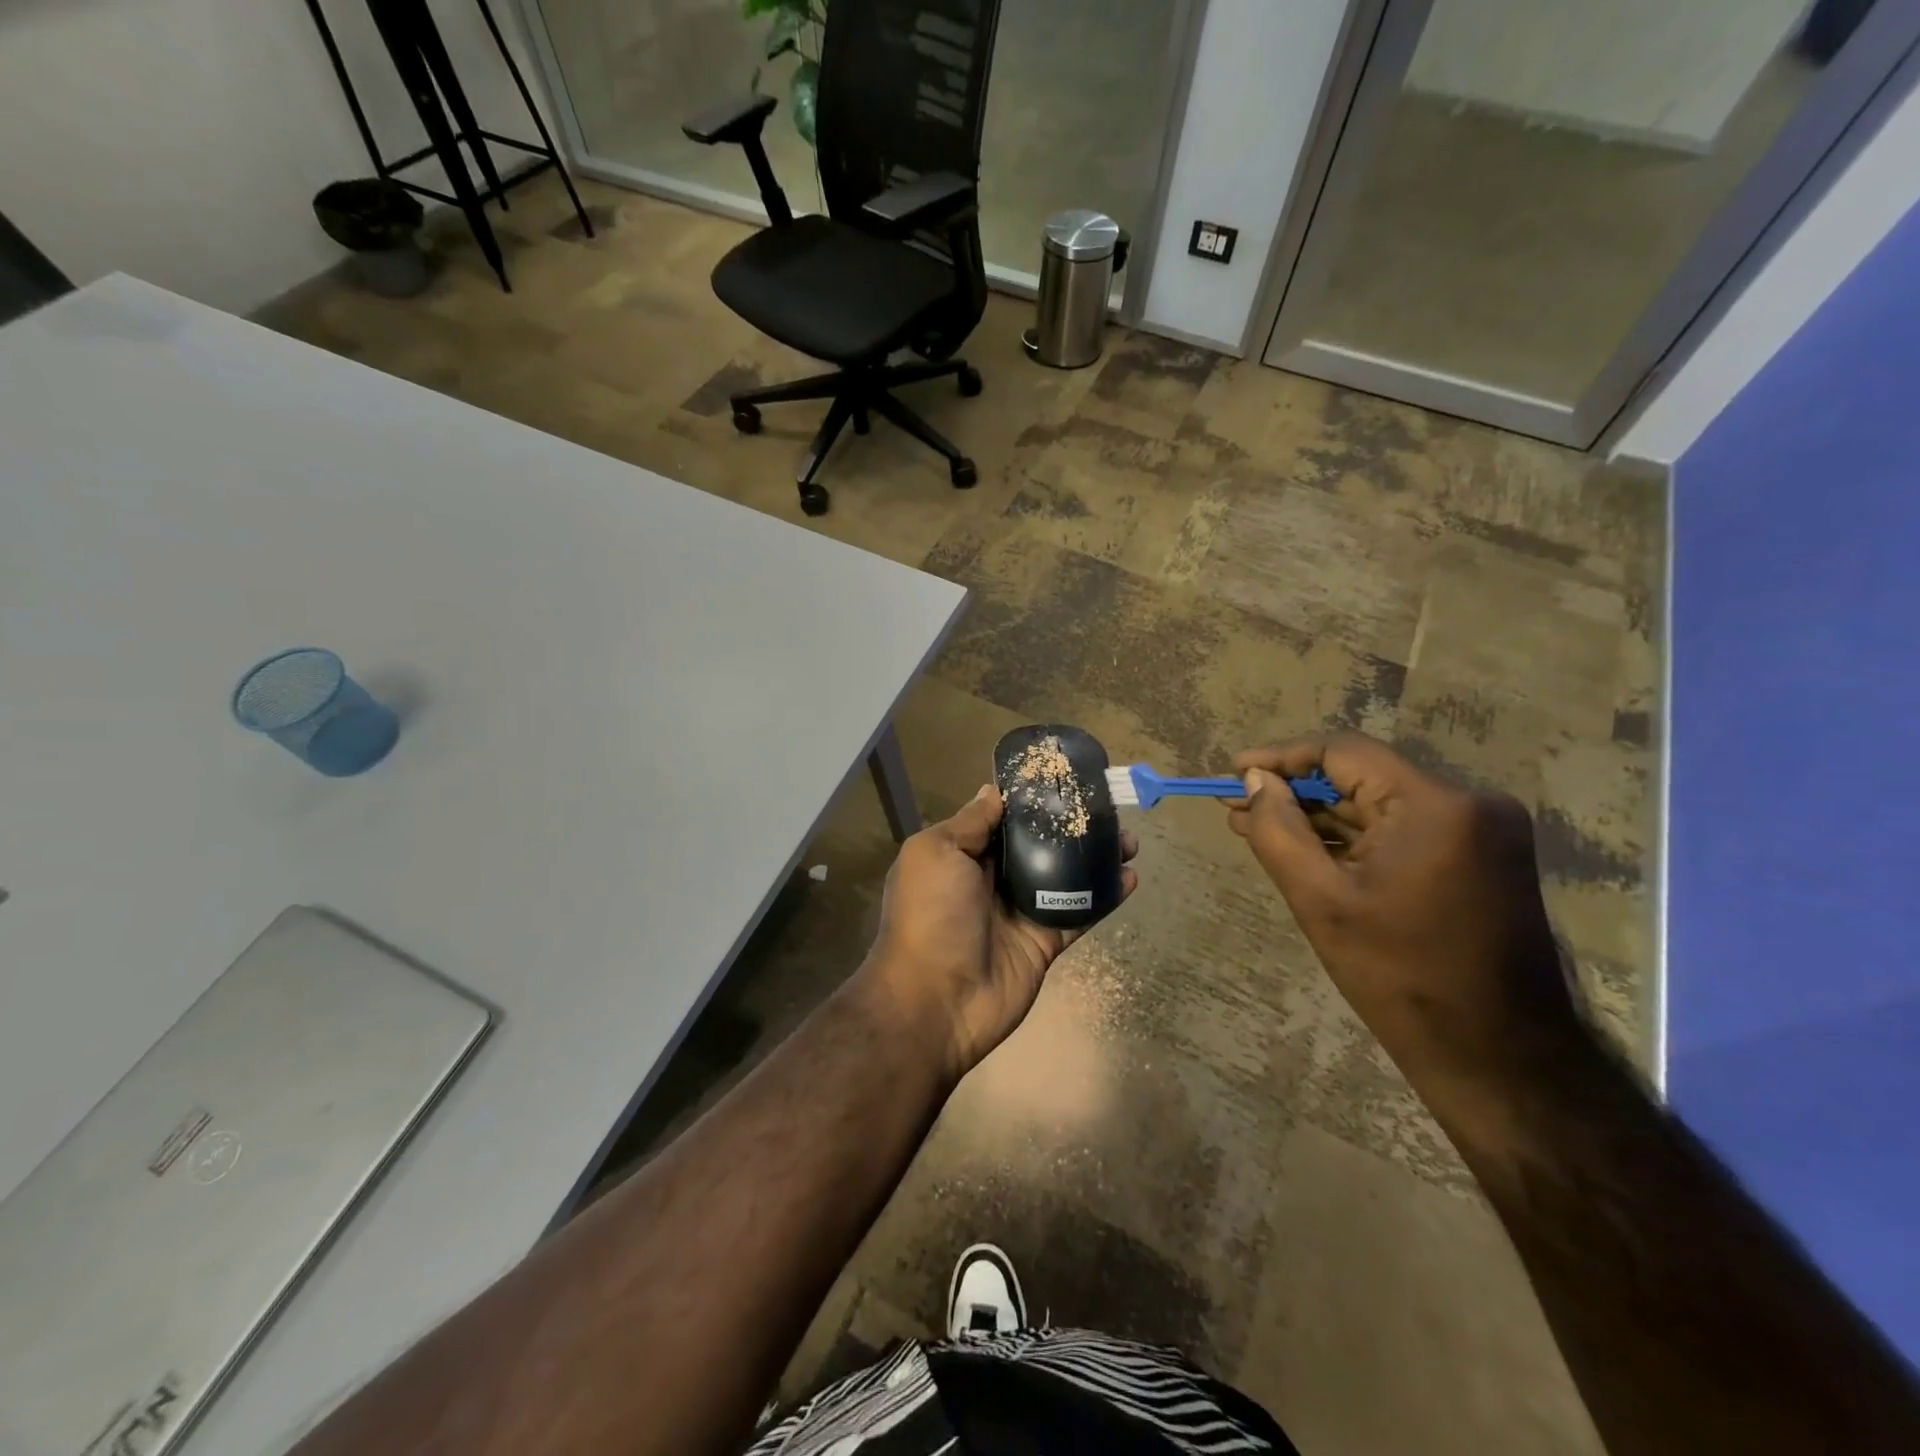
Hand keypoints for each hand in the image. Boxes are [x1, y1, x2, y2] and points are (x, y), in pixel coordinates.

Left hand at [864, 784, 1137, 1078]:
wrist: (936, 1002)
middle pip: (1038, 844)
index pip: (1002, 818)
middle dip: (1070, 826)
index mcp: (963, 855)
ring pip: (1064, 875)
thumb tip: (994, 791)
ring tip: (1129, 841)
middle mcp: (991, 879)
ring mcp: (1020, 911)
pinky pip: (1079, 912)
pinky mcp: (1044, 941)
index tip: (1064, 779)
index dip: (1031, 799)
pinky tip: (1130, 877)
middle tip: (1108, 810)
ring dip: (1095, 857)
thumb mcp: (936, 853)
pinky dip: (1104, 896)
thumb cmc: (930, 915)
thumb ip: (970, 823)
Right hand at [1227, 734, 1579, 1093]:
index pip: (1344, 751)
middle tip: (1237, 804)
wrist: (1497, 1056)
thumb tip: (1254, 781)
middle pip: (1362, 776)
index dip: (1281, 756)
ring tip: (1256, 825)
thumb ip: (1278, 830)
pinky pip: (1402, 828)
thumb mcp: (1320, 900)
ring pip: (1379, 803)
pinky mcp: (1481, 856)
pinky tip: (1306, 846)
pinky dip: (1354, 837)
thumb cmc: (1399, 976)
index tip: (1234, 770)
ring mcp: (1481, 829)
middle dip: (1295, 790)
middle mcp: (1468, 802)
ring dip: (1320, 815)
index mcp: (1435, 805)